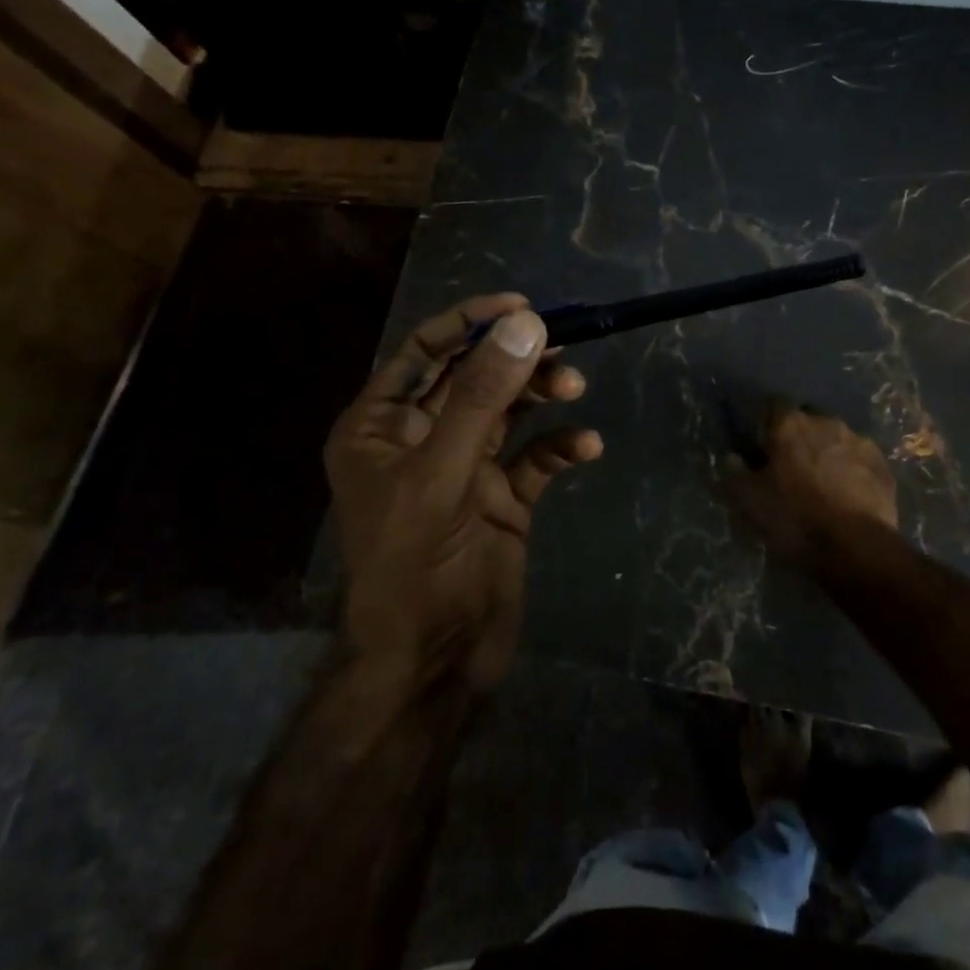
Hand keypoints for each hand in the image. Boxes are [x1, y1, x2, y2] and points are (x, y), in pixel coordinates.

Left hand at [327, 294, 601, 689]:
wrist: (436, 662)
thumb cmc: (414, 565)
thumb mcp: (442, 473)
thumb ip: (480, 397)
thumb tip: (524, 324)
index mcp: (382, 426)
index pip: (424, 352)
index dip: (469, 322)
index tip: (521, 306)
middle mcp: (422, 439)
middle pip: (473, 377)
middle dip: (515, 359)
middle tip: (561, 345)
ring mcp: (465, 468)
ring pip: (508, 411)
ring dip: (542, 395)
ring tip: (575, 388)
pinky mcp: (503, 498)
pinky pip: (536, 458)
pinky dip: (561, 447)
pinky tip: (586, 448)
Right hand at [726, 402, 897, 566]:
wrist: (856, 548)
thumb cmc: (795, 519)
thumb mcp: (750, 501)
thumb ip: (735, 473)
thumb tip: (731, 457)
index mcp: (790, 425)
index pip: (774, 405)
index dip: (767, 423)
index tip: (763, 445)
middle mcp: (826, 422)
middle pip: (807, 420)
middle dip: (799, 437)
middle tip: (791, 468)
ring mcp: (859, 441)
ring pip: (836, 439)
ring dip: (827, 453)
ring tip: (822, 483)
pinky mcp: (883, 465)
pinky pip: (859, 459)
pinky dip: (851, 470)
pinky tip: (847, 495)